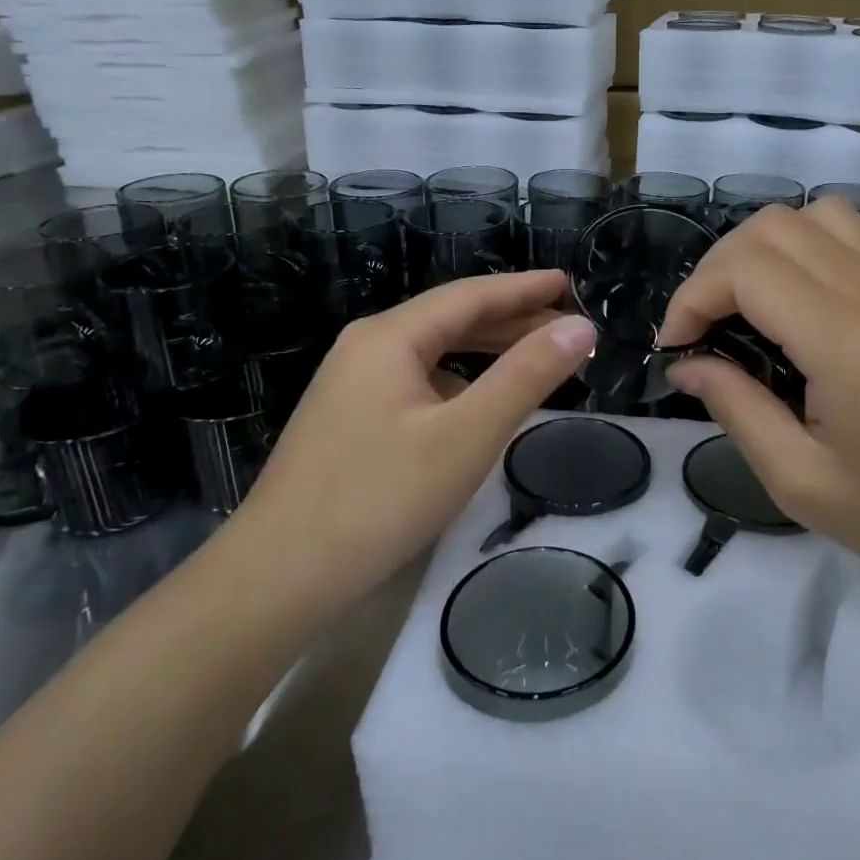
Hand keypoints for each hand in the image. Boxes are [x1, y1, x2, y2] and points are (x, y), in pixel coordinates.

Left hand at [230, 271, 597, 611]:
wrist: (277, 576)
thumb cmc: (380, 499)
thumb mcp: (467, 435)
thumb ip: (527, 376)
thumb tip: (581, 328)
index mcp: (390, 336)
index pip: (471, 295)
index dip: (525, 288)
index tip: (569, 283)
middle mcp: (366, 347)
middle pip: (451, 320)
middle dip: (512, 321)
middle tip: (569, 330)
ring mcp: (351, 384)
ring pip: (432, 353)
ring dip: (486, 352)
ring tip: (537, 359)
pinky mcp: (347, 420)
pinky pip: (416, 383)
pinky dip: (459, 382)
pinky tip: (478, 404)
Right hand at [657, 198, 859, 618]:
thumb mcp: (803, 483)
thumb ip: (736, 409)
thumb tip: (689, 364)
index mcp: (842, 338)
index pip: (744, 269)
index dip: (692, 298)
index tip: (675, 348)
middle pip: (772, 226)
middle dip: (716, 269)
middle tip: (702, 330)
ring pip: (814, 217)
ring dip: (762, 249)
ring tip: (745, 307)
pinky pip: (852, 237)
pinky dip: (804, 250)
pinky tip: (797, 307)